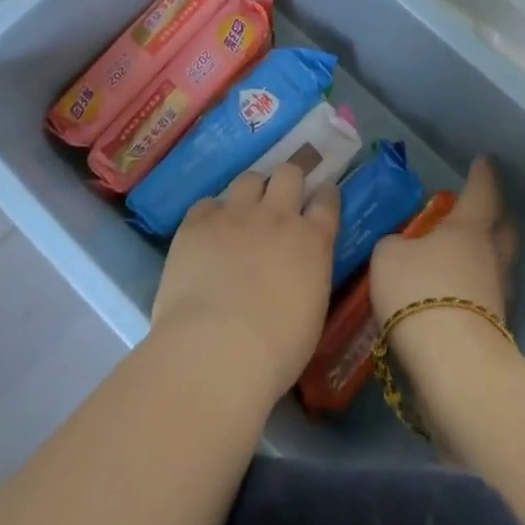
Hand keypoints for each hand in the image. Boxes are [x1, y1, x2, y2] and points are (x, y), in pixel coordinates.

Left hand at [151, 164, 340, 397]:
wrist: (217, 350)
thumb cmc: (276, 350)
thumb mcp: (311, 311)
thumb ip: (308, 276)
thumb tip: (298, 270)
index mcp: (312, 241)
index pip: (327, 201)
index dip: (325, 195)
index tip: (322, 197)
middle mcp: (277, 216)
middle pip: (289, 173)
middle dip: (288, 180)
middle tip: (281, 198)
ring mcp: (236, 215)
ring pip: (249, 179)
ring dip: (250, 192)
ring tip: (242, 213)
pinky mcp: (198, 223)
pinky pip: (207, 204)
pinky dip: (210, 216)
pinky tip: (206, 235)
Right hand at [369, 157, 516, 327]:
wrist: (453, 366)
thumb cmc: (420, 292)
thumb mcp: (388, 256)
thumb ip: (394, 244)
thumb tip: (401, 247)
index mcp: (468, 228)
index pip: (481, 191)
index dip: (482, 174)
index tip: (484, 160)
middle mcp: (490, 257)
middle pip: (503, 229)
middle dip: (495, 216)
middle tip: (481, 209)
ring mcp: (496, 296)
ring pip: (496, 266)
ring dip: (483, 258)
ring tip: (458, 257)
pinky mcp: (493, 331)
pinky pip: (483, 298)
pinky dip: (471, 292)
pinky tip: (451, 296)